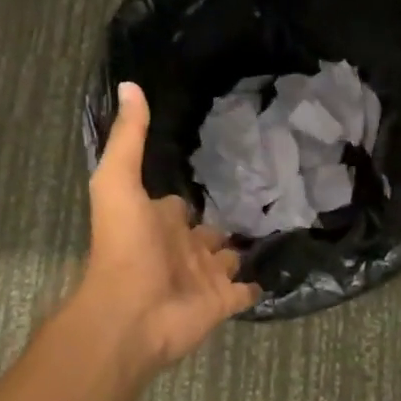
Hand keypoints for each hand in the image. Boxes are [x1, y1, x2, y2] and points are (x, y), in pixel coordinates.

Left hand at [73, 82, 258, 369]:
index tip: (217, 172)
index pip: (179, 204)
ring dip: (243, 249)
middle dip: (225, 220)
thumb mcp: (118, 182)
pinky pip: (246, 290)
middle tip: (260, 197)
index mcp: (159, 221)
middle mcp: (182, 248)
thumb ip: (129, 138)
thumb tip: (130, 85)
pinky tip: (283, 265)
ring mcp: (203, 276)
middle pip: (208, 231)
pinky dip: (260, 281)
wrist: (132, 314)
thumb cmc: (124, 246)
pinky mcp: (223, 301)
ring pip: (228, 259)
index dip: (192, 192)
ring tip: (278, 226)